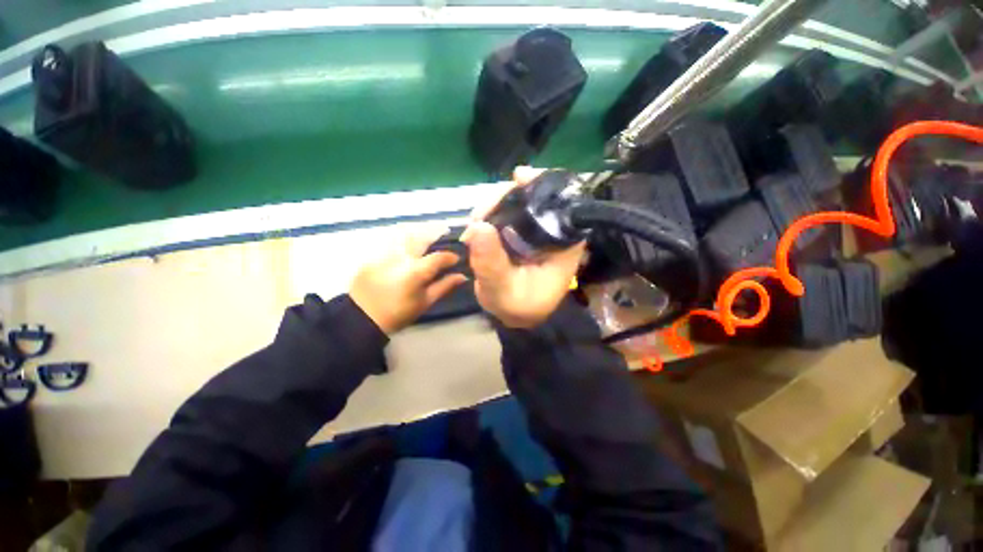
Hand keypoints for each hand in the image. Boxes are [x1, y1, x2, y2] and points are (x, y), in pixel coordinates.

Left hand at [350, 226, 466, 334]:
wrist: (362, 317)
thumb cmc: (398, 313)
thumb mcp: (425, 302)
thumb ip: (444, 286)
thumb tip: (462, 276)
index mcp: (416, 271)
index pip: (439, 257)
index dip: (450, 256)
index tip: (455, 259)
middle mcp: (402, 257)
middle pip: (422, 237)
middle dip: (435, 232)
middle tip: (443, 231)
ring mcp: (385, 253)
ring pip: (405, 233)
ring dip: (418, 230)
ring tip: (426, 232)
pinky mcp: (373, 254)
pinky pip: (391, 239)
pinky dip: (402, 236)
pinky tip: (407, 241)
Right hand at [463, 167, 585, 327]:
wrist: (513, 314)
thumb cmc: (518, 307)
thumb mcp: (503, 291)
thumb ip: (492, 264)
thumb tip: (478, 227)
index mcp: (564, 244)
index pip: (563, 204)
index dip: (543, 185)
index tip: (519, 177)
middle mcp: (554, 232)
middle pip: (537, 198)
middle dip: (508, 196)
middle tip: (480, 214)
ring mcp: (536, 231)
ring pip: (519, 202)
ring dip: (495, 205)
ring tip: (475, 223)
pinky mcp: (521, 232)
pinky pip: (508, 213)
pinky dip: (491, 214)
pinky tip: (477, 224)